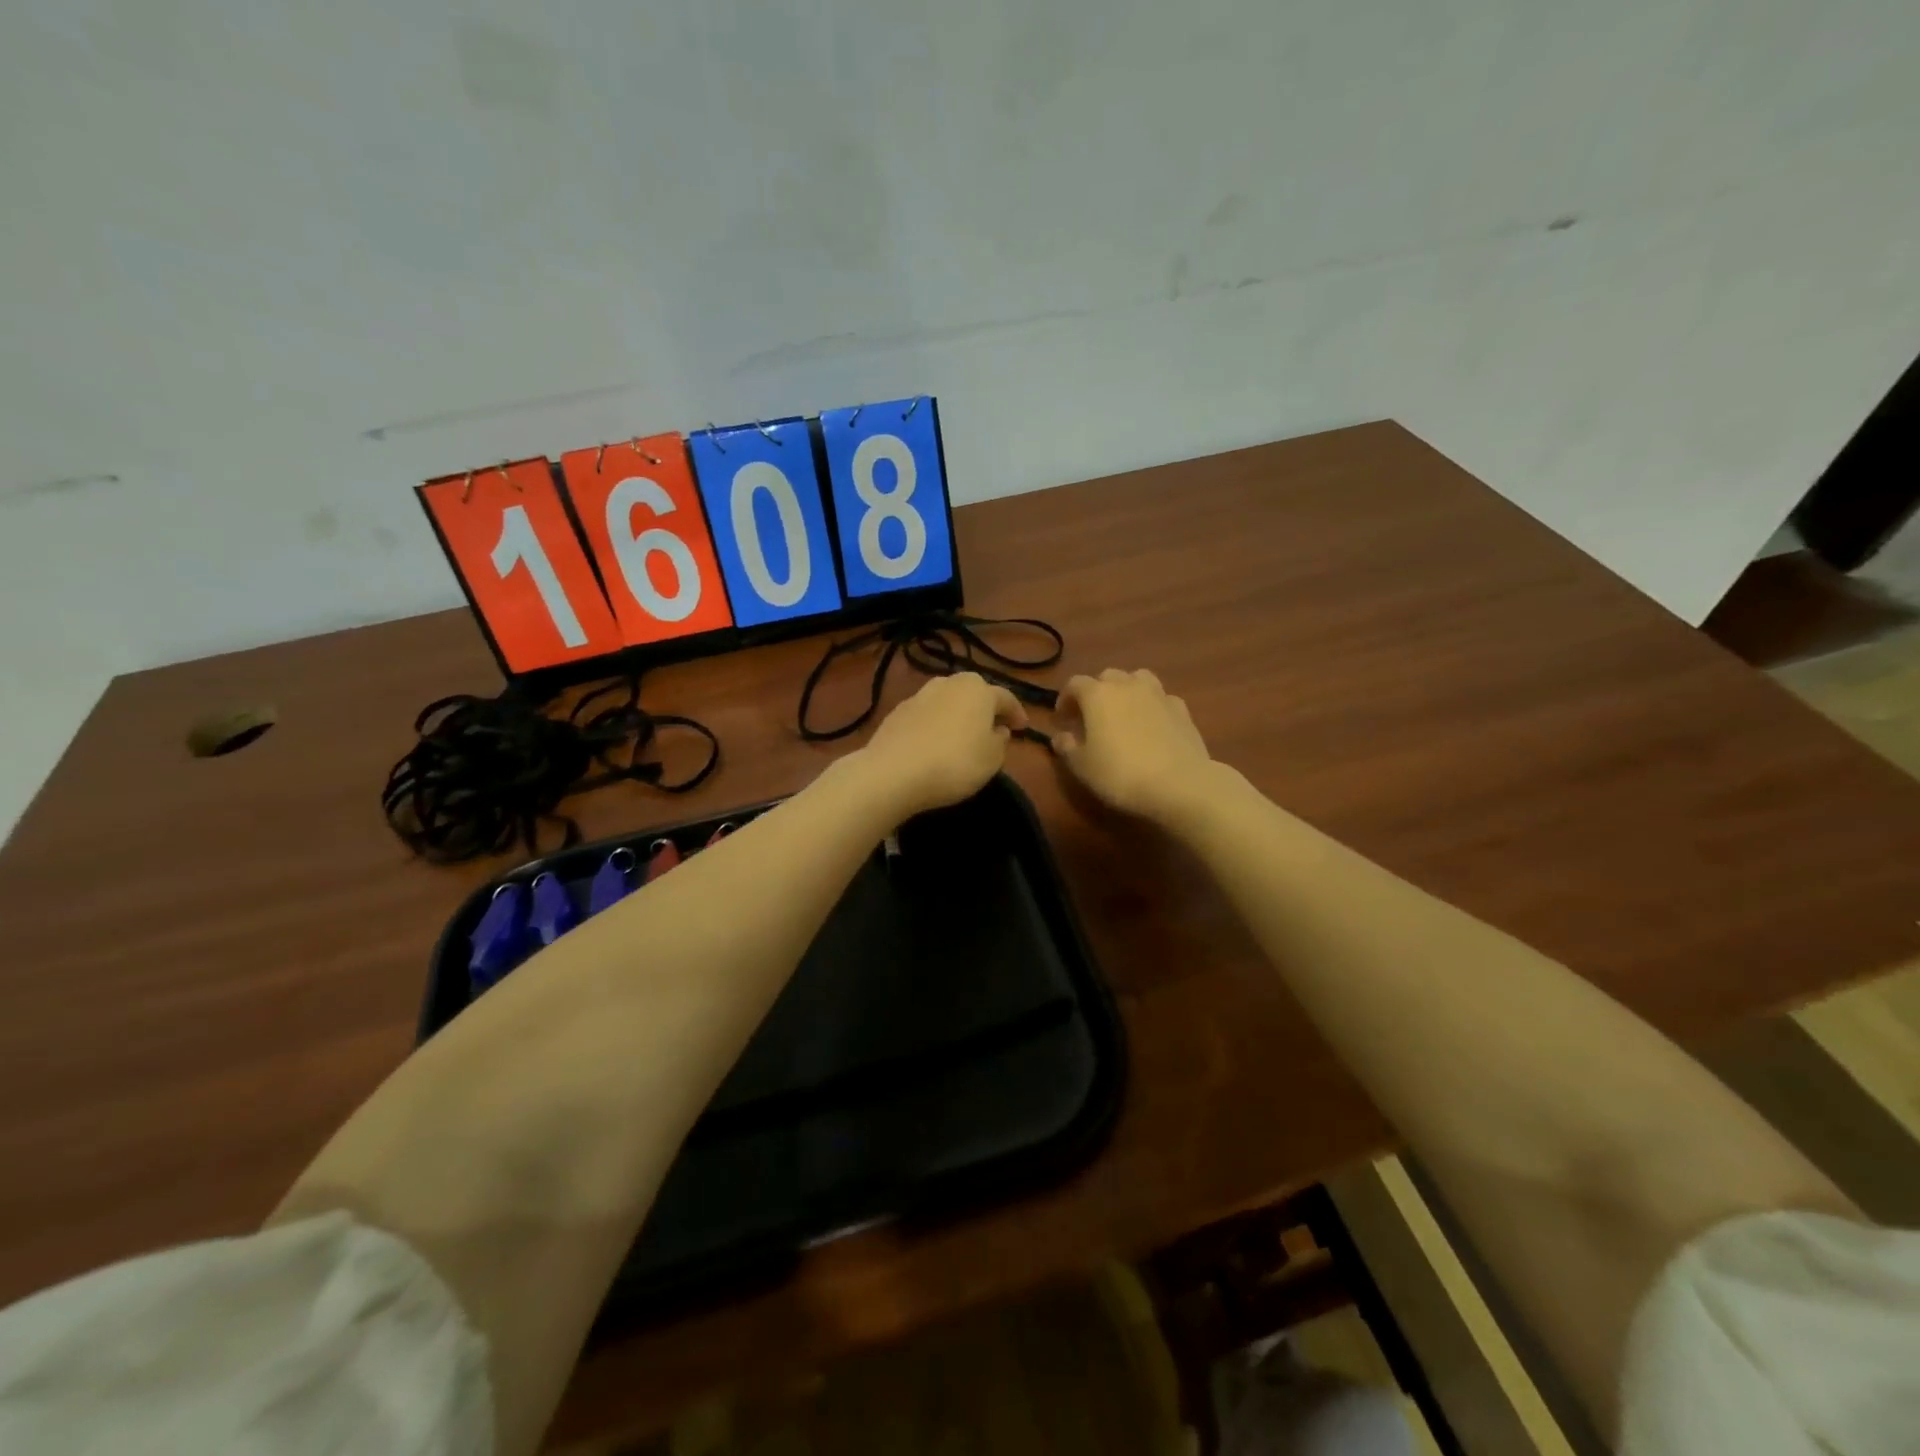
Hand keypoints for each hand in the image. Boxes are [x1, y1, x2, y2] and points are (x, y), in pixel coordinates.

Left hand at [853, 673, 1028, 818]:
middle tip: (992, 725)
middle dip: (984, 707)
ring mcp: (919, 695)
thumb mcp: (992, 759)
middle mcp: (949, 683)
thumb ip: (1000, 741)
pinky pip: (926, 715)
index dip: (1017, 713)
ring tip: (962, 733)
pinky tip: (934, 741)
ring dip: (957, 713)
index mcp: (978, 690)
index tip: (1023, 728)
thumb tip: (997, 729)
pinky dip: (935, 724)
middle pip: (973, 691)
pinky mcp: (897, 712)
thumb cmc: (955, 763)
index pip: (1005, 697)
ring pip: (947, 700)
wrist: (893, 772)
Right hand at [1054, 669, 1216, 823]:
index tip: (1063, 719)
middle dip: (1096, 692)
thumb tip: (1060, 736)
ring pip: (1138, 679)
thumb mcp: (1082, 766)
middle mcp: (1127, 685)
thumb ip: (1067, 747)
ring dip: (1126, 691)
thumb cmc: (1120, 774)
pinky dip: (1152, 706)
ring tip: (1124, 713)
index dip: (1066, 699)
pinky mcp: (1182, 709)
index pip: (1075, 684)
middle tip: (1092, 717)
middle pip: (1107, 676)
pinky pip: (1161, 698)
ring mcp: (1158, 694)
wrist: (1179, 784)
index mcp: (1097, 694)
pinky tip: (1152, 725)